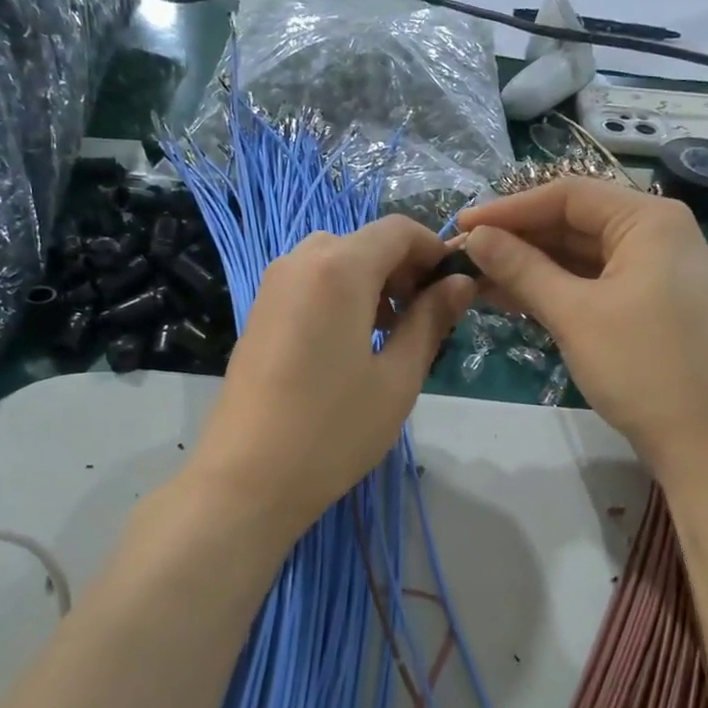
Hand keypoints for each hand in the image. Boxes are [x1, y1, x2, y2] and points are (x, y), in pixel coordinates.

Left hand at [188, 217, 474, 541]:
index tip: (455, 288)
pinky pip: (309, 283)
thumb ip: (430, 320)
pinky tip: (349, 344)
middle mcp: (300, 261)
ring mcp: (272, 286)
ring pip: (335, 261)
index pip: (398, 230)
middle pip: (365, 242)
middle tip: (424, 317)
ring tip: (389, 335)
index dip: (434, 250)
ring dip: (371, 282)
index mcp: (339, 268)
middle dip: (402, 269)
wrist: (248, 478)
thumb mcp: (398, 378)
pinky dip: (340, 295)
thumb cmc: (333, 430)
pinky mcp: (258, 312)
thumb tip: (459, 284)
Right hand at [459, 179, 707, 483]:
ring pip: (580, 257)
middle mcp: (655, 236)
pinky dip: (554, 290)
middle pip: (574, 223)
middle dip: (517, 239)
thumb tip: (475, 237)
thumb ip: (522, 269)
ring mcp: (654, 273)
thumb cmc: (644, 367)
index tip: (460, 226)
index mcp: (649, 219)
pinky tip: (511, 300)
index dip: (509, 209)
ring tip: (476, 280)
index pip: (567, 195)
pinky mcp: (648, 308)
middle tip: (463, 257)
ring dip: (529, 267)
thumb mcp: (576, 314)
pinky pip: (592, 285)